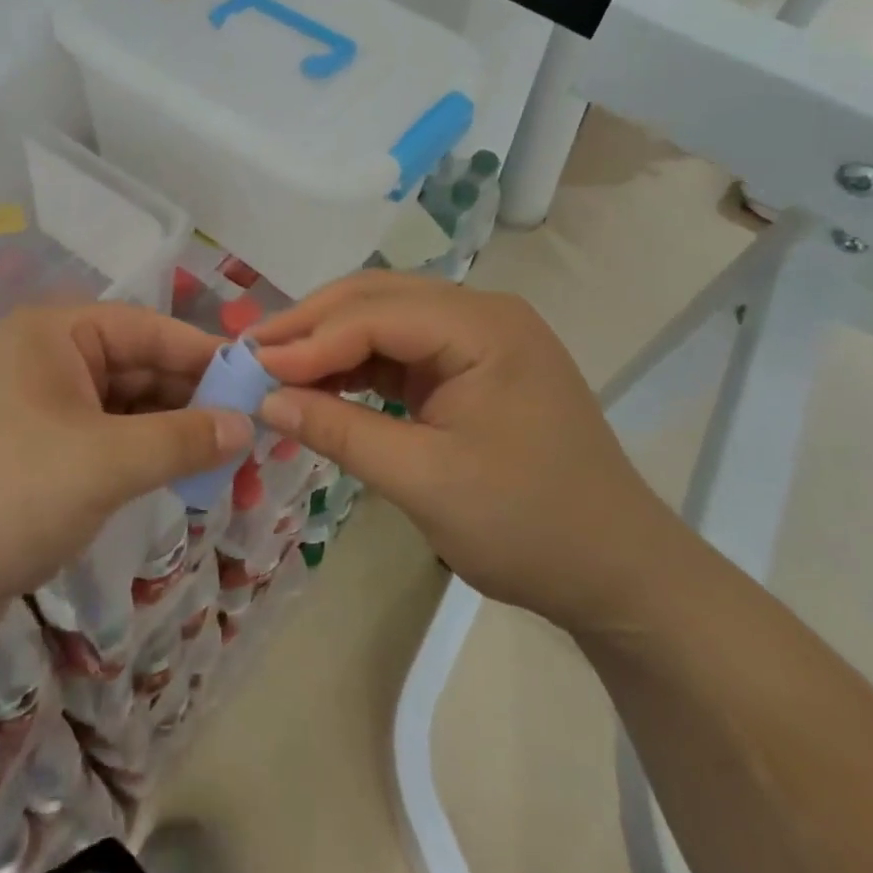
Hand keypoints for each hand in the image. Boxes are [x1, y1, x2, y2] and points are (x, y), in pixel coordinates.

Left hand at [0, 303, 251, 622]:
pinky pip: (108, 445)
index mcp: (58, 333)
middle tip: (256, 438)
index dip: (208, 356)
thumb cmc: (3, 491)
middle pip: (142, 369)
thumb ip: (180, 439)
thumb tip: (246, 425)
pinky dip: (144, 460)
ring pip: (128, 412)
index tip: (262, 384)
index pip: (152, 330)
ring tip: (233, 467)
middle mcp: (51, 361)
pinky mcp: (41, 459)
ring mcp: (44, 411)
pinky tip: (183, 481)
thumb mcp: (102, 462)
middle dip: (196, 404)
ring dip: (175, 437)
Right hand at [252, 273, 682, 633]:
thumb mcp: (426, 482)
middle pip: (378, 299)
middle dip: (313, 324)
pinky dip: (358, 364)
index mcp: (484, 327)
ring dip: (331, 341)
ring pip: (385, 318)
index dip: (311, 339)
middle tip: (253, 352)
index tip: (252, 366)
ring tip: (277, 366)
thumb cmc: (530, 527)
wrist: (620, 574)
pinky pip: (401, 349)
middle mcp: (482, 314)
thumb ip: (341, 432)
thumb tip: (267, 400)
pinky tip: (323, 383)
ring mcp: (479, 338)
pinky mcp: (471, 366)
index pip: (377, 314)